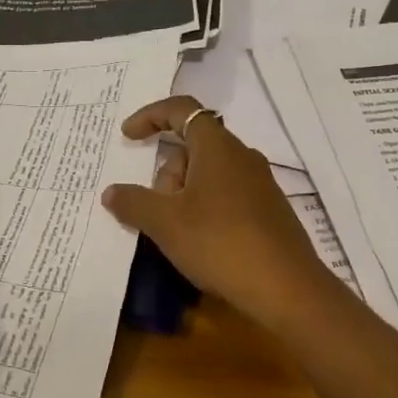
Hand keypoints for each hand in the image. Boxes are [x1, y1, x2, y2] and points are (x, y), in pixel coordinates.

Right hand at [101, 97, 340, 323]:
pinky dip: (205, 209)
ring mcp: (260, 184)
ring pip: (208, 175)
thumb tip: (112, 192)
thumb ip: (133, 202)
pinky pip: (226, 195)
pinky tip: (201, 243)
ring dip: (184, 195)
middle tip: (156, 212)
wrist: (286, 288)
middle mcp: (242, 156)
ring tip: (177, 234)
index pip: (181, 110)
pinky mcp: (268, 211)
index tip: (127, 136)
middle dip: (166, 174)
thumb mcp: (165, 223)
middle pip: (192, 147)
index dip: (150, 116)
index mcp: (218, 147)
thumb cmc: (220, 243)